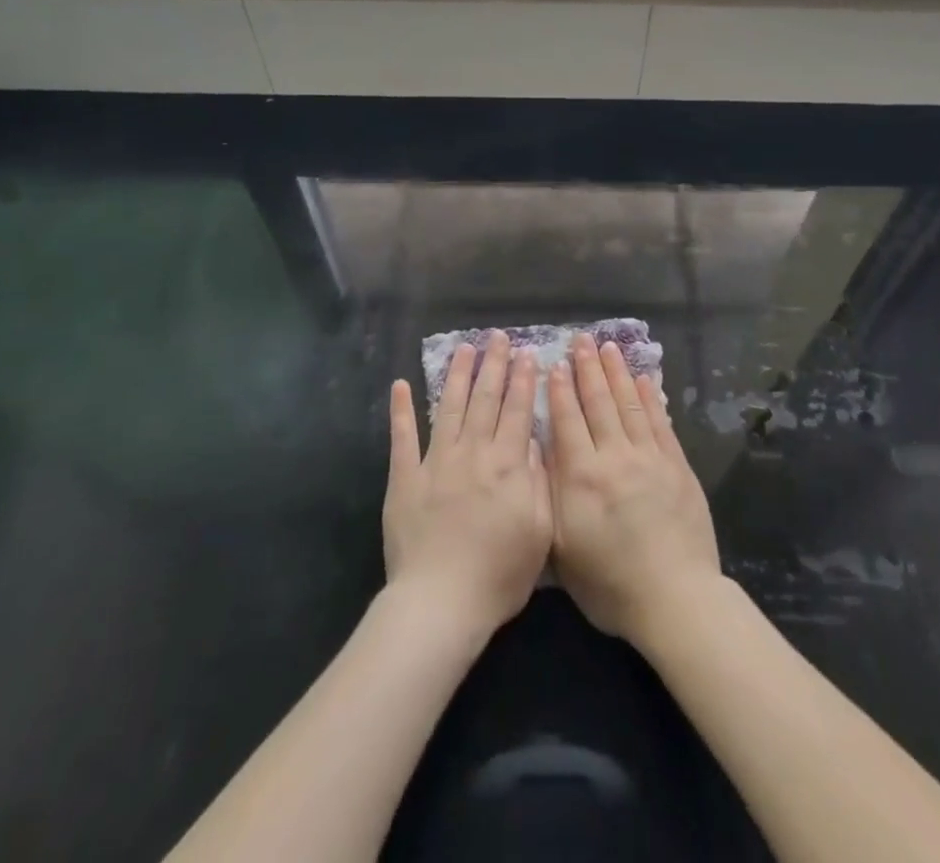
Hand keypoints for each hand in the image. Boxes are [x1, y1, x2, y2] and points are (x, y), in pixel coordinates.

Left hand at [383, 332, 552, 643]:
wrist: (440, 603)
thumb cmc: (498, 575)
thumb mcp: (540, 532)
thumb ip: (538, 480)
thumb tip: (532, 439)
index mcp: (506, 465)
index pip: (517, 411)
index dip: (522, 380)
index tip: (526, 353)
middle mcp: (472, 453)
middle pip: (485, 400)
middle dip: (493, 365)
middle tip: (497, 336)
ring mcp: (435, 462)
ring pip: (449, 408)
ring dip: (456, 375)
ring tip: (463, 348)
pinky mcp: (405, 478)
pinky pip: (402, 438)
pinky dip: (401, 410)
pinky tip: (400, 385)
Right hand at [547, 333, 722, 651]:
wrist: (675, 600)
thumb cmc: (611, 586)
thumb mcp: (564, 551)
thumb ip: (552, 498)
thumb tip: (543, 455)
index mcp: (582, 478)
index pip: (567, 422)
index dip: (559, 391)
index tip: (555, 364)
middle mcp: (615, 458)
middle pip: (598, 404)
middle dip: (588, 369)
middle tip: (581, 340)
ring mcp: (649, 459)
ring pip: (629, 405)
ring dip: (617, 373)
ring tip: (608, 347)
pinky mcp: (677, 466)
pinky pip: (660, 423)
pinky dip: (650, 398)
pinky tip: (643, 379)